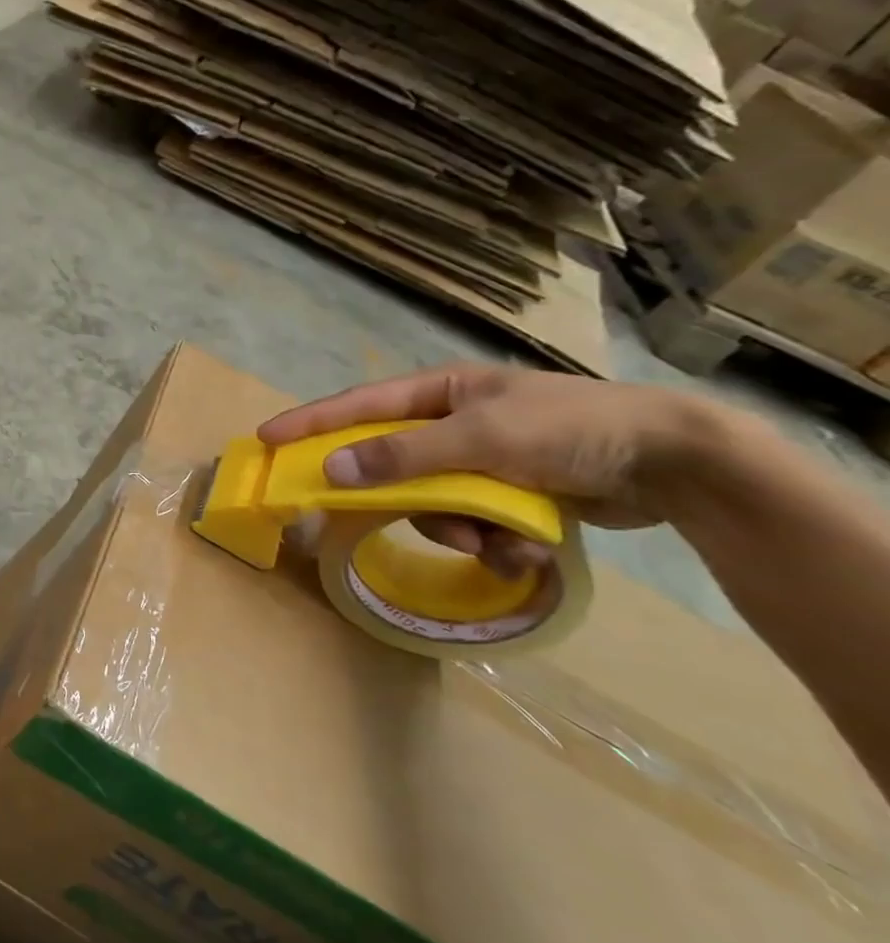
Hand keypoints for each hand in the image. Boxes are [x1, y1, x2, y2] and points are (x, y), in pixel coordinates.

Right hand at [257, 364, 712, 574]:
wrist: (677, 464)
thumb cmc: (573, 430)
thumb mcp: (482, 438)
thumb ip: (403, 455)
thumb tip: (331, 471)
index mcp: (442, 393)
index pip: (358, 406)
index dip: (310, 423)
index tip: (265, 439)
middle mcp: (453, 424)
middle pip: (393, 464)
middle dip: (404, 498)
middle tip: (379, 519)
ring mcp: (482, 462)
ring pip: (434, 504)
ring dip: (460, 531)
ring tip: (500, 542)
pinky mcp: (510, 495)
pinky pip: (474, 524)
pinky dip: (495, 542)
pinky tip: (528, 549)